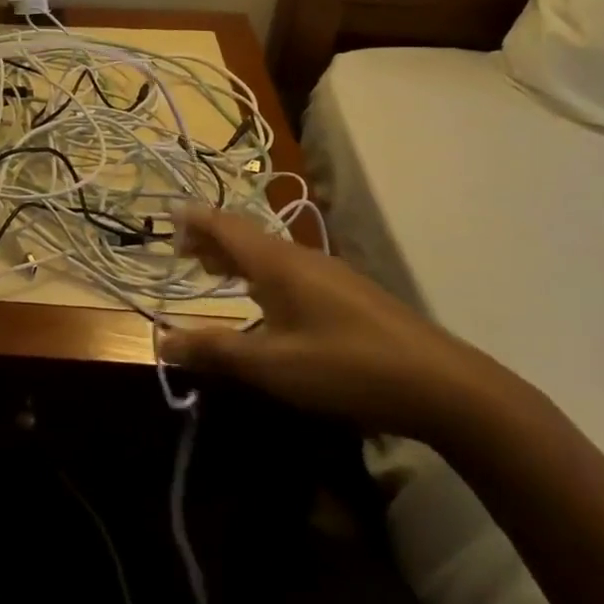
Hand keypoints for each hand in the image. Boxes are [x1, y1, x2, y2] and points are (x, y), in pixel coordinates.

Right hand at [157, 207, 508, 443]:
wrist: (443, 385)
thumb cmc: (346, 367)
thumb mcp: (272, 366)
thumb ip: (215, 351)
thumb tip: (161, 340)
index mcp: (276, 262)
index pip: (224, 225)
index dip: (194, 220)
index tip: (167, 218)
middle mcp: (299, 256)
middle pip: (244, 234)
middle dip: (210, 238)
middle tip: (181, 250)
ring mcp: (328, 272)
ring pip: (268, 251)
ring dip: (236, 255)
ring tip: (214, 269)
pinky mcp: (348, 292)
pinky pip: (288, 267)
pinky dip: (260, 271)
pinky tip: (266, 299)